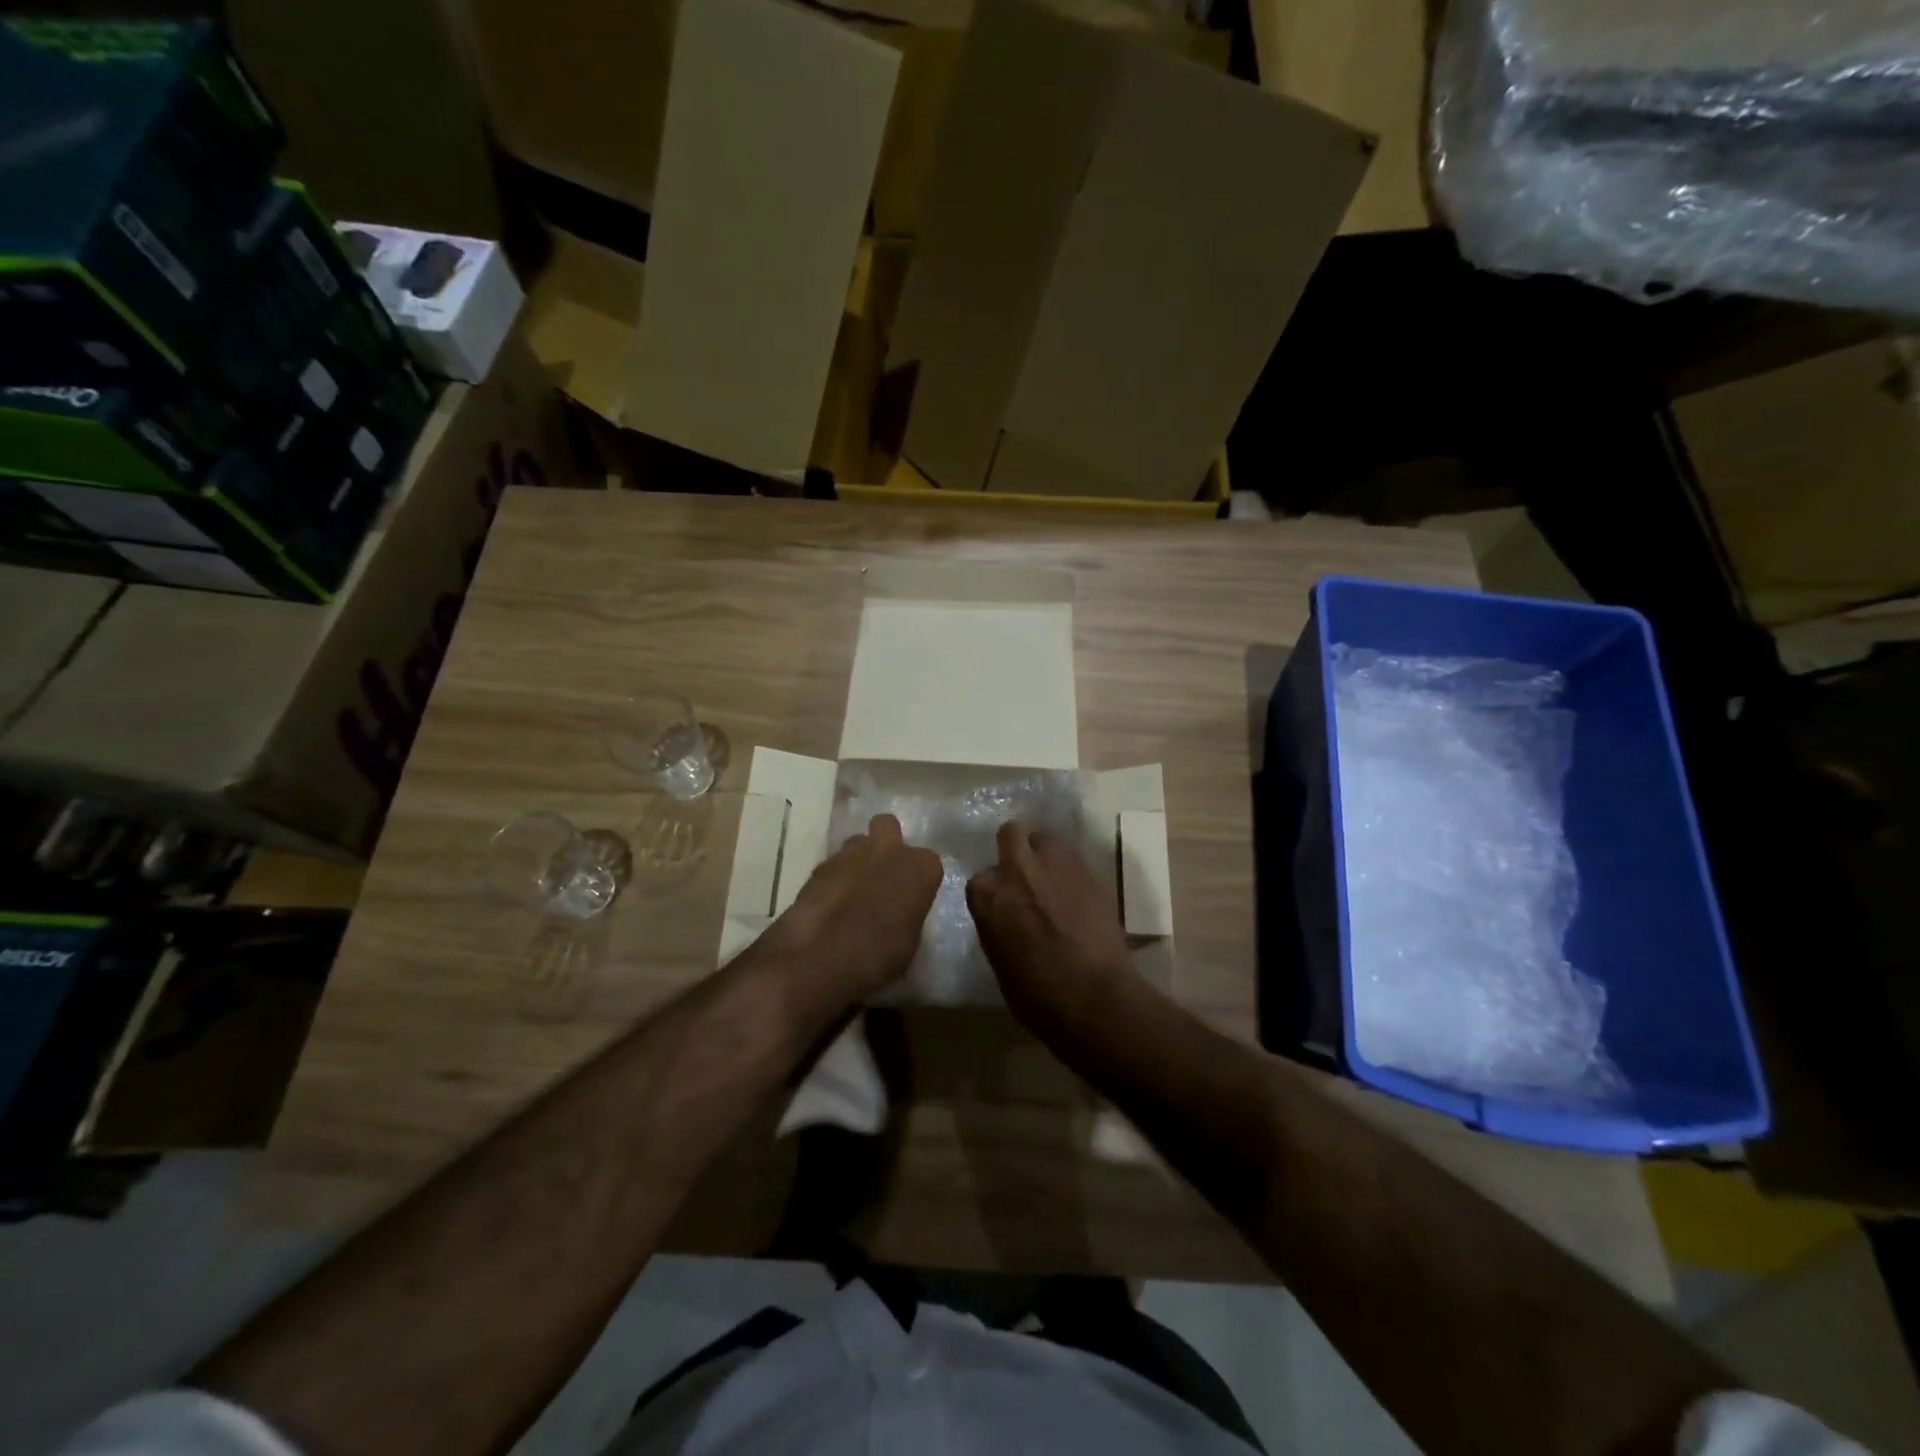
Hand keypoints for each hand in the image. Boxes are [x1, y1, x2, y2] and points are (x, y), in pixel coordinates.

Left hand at [775, 814, 940, 1002]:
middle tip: (883, 875)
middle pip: (888, 826)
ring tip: (854, 890)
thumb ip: (909, 914)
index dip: (919, 879)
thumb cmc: (878, 956)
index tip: (913, 898)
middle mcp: (889, 849)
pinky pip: (834, 863)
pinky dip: (835, 877)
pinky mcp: (819, 864)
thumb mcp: (910, 942)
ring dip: (859, 858)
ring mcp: (850, 853)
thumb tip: (901, 913)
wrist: (819, 957)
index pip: (929, 862)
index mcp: (920, 868)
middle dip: (887, 843)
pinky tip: (831, 902)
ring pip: (858, 841)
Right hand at [967, 821, 1131, 1034]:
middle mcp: (1017, 869)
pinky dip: (1070, 869)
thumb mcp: (999, 962)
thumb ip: (996, 926)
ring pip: (1045, 837)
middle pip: (1011, 833)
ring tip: (1053, 877)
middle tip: (1024, 872)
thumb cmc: (1037, 995)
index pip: (980, 878)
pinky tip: (1076, 892)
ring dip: (1044, 852)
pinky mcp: (1089, 870)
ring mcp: (1055, 864)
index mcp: (987, 895)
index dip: (993, 891)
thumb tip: (1005, 919)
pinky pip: (1073, 857)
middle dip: (1015, 846)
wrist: (1094, 996)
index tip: (1002, 905)